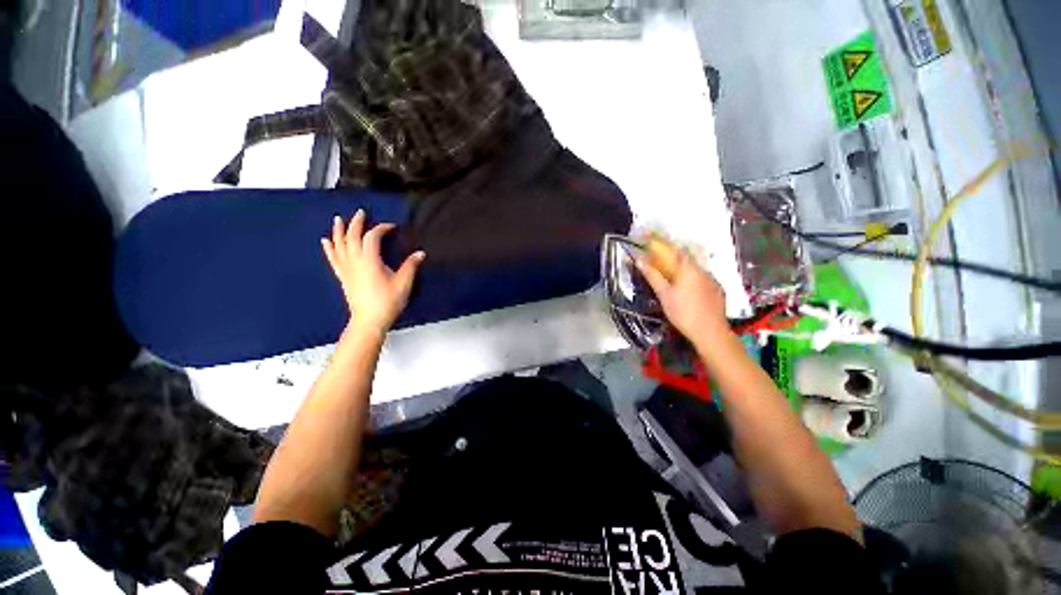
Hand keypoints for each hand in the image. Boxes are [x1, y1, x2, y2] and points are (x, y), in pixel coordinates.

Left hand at [321, 210, 425, 335]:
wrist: (369, 320)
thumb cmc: (387, 302)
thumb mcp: (404, 283)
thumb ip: (411, 266)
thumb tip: (420, 254)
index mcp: (370, 260)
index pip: (373, 237)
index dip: (381, 228)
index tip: (391, 227)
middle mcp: (355, 261)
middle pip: (353, 236)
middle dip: (357, 223)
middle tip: (361, 213)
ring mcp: (346, 269)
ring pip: (339, 244)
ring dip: (339, 230)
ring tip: (338, 219)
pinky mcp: (342, 276)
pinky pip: (333, 258)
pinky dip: (329, 248)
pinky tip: (325, 241)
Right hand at [636, 250, 729, 340]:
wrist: (710, 332)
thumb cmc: (683, 313)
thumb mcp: (664, 295)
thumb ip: (653, 276)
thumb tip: (640, 261)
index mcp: (689, 269)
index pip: (676, 249)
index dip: (663, 242)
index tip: (651, 238)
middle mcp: (703, 271)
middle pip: (686, 257)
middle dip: (671, 255)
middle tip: (659, 259)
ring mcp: (713, 280)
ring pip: (695, 268)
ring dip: (682, 268)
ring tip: (672, 276)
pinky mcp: (717, 290)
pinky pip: (702, 278)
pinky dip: (692, 278)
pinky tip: (687, 290)